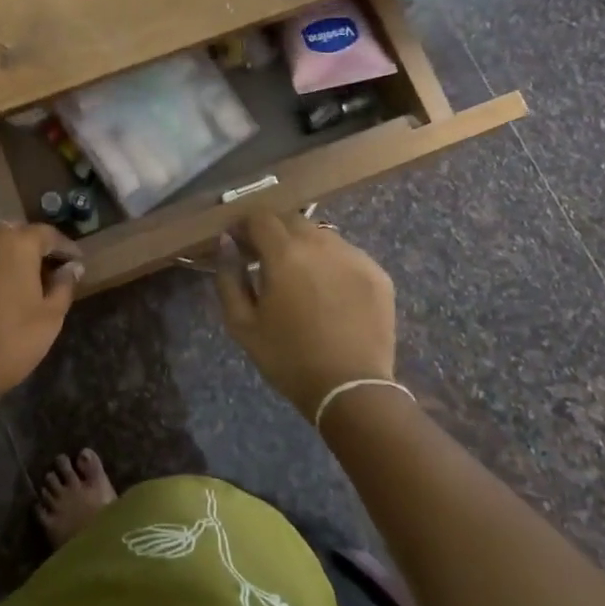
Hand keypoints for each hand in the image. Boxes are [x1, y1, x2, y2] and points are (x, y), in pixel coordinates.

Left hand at [0, 223, 82, 396]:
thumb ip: (64, 286)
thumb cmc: (10, 339)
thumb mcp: (50, 317)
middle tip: (46, 269)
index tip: (76, 262)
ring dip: (5, 258)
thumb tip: (72, 267)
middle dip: (32, 247)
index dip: (65, 247)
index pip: (48, 234)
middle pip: (15, 234)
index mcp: (17, 243)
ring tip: (17, 282)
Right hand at [215, 211, 396, 419]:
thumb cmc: (287, 358)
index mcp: (285, 253)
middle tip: (266, 260)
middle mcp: (321, 244)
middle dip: (275, 233)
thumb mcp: (241, 324)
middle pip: (292, 220)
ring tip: (300, 276)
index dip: (245, 226)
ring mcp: (354, 256)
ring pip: (322, 235)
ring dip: (305, 246)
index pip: (260, 217)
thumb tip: (227, 243)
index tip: (239, 245)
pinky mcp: (377, 273)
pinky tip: (329, 292)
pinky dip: (332, 263)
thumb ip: (228, 276)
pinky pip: (347, 255)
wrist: (350, 388)